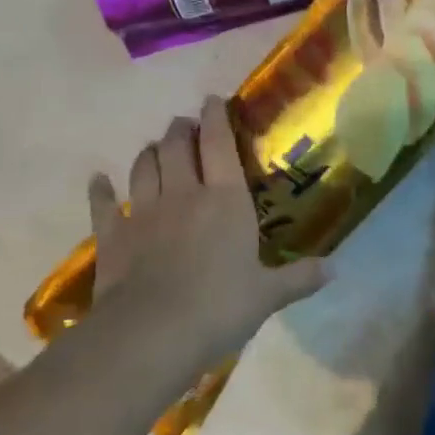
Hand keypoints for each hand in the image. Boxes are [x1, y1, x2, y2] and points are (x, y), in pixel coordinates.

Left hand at [89, 97, 328, 367]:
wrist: (151, 333)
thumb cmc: (219, 307)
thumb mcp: (267, 295)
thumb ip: (299, 278)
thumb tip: (335, 271)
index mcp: (226, 199)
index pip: (220, 143)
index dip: (216, 117)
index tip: (213, 100)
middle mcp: (184, 194)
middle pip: (177, 146)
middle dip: (181, 129)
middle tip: (185, 124)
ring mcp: (144, 212)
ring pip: (144, 167)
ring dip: (150, 152)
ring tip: (154, 147)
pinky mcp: (113, 236)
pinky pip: (104, 204)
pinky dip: (101, 190)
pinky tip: (99, 180)